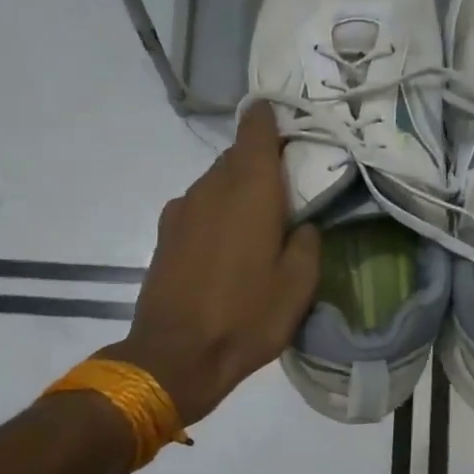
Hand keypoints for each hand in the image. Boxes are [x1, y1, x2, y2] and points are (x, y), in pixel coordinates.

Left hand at [103, 104, 319, 424]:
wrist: (174, 357)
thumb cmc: (246, 318)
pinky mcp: (166, 233)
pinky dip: (218, 209)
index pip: (256, 131)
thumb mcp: (298, 286)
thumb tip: (303, 225)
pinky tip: (229, 240)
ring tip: (261, 215)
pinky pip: (199, 205)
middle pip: (237, 155)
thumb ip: (307, 243)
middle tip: (288, 178)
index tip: (285, 115)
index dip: (269, 117)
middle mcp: (211, 188)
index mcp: (249, 191)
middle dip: (260, 158)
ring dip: (238, 186)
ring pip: (216, 181)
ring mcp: (182, 210)